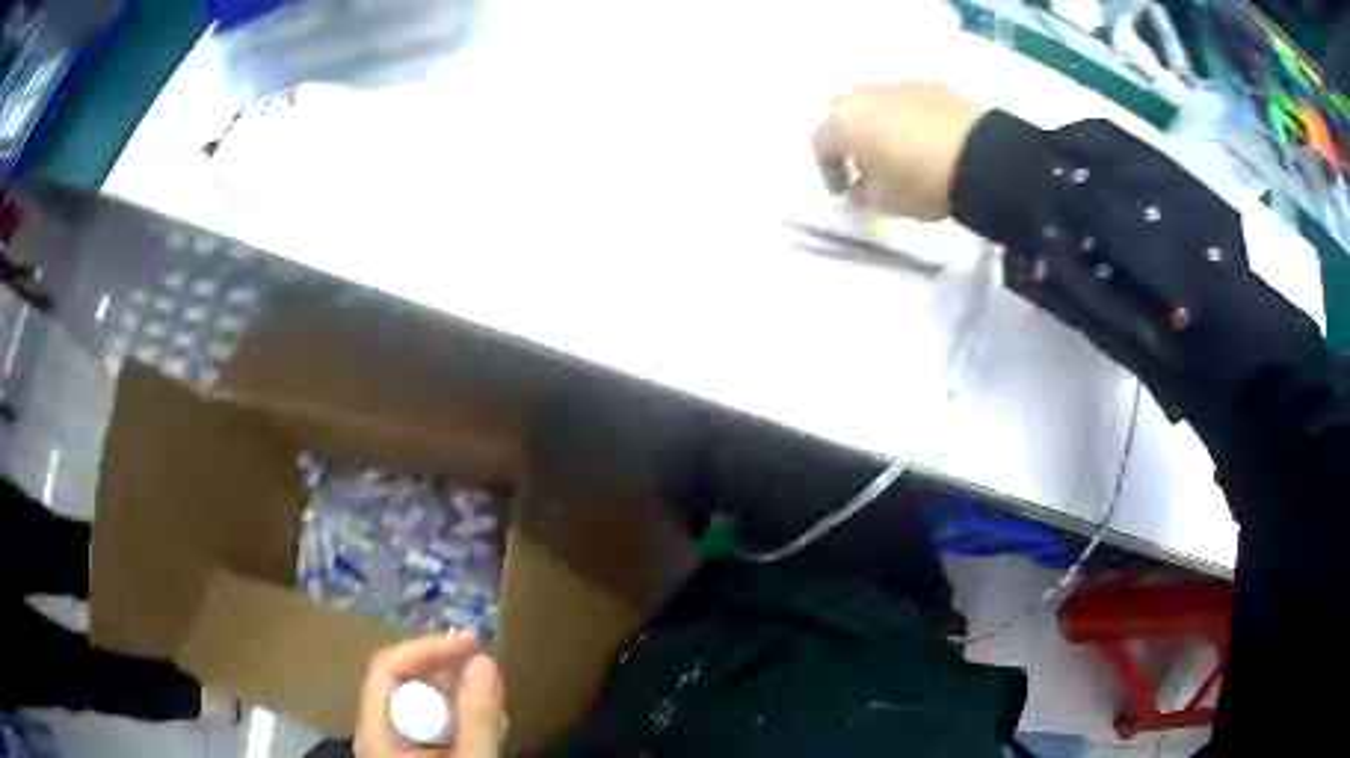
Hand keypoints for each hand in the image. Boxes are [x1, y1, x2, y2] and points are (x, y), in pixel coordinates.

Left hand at [355, 633, 504, 757]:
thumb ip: (477, 719)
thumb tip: (484, 661)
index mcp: (374, 730)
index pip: (388, 666)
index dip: (429, 647)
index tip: (474, 641)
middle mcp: (373, 732)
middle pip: (401, 682)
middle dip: (446, 670)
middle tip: (487, 669)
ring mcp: (388, 746)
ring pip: (415, 705)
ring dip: (453, 695)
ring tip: (491, 700)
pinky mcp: (406, 756)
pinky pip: (424, 726)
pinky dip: (452, 718)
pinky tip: (478, 727)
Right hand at [813, 82, 985, 221]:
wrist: (979, 157)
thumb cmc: (921, 181)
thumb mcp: (885, 201)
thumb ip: (863, 193)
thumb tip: (858, 187)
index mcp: (845, 125)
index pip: (820, 144)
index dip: (828, 170)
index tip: (843, 191)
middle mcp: (864, 97)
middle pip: (844, 112)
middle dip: (849, 136)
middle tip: (865, 161)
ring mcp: (898, 86)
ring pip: (876, 101)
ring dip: (878, 122)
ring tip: (896, 146)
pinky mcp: (929, 86)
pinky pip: (907, 99)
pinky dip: (907, 115)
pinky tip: (923, 135)